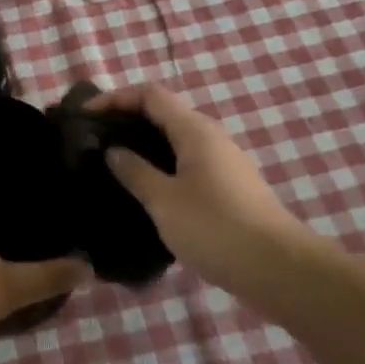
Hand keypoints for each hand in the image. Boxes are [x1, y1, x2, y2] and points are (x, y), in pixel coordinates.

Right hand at [92, 82, 313, 299]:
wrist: (279, 269)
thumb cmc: (215, 228)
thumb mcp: (164, 201)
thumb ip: (134, 172)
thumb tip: (113, 151)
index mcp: (194, 129)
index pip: (149, 94)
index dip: (115, 98)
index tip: (85, 117)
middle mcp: (211, 136)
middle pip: (163, 113)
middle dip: (127, 121)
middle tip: (96, 144)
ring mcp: (224, 162)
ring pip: (176, 140)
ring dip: (145, 146)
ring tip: (115, 169)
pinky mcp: (230, 187)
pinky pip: (188, 163)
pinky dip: (163, 167)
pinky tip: (149, 194)